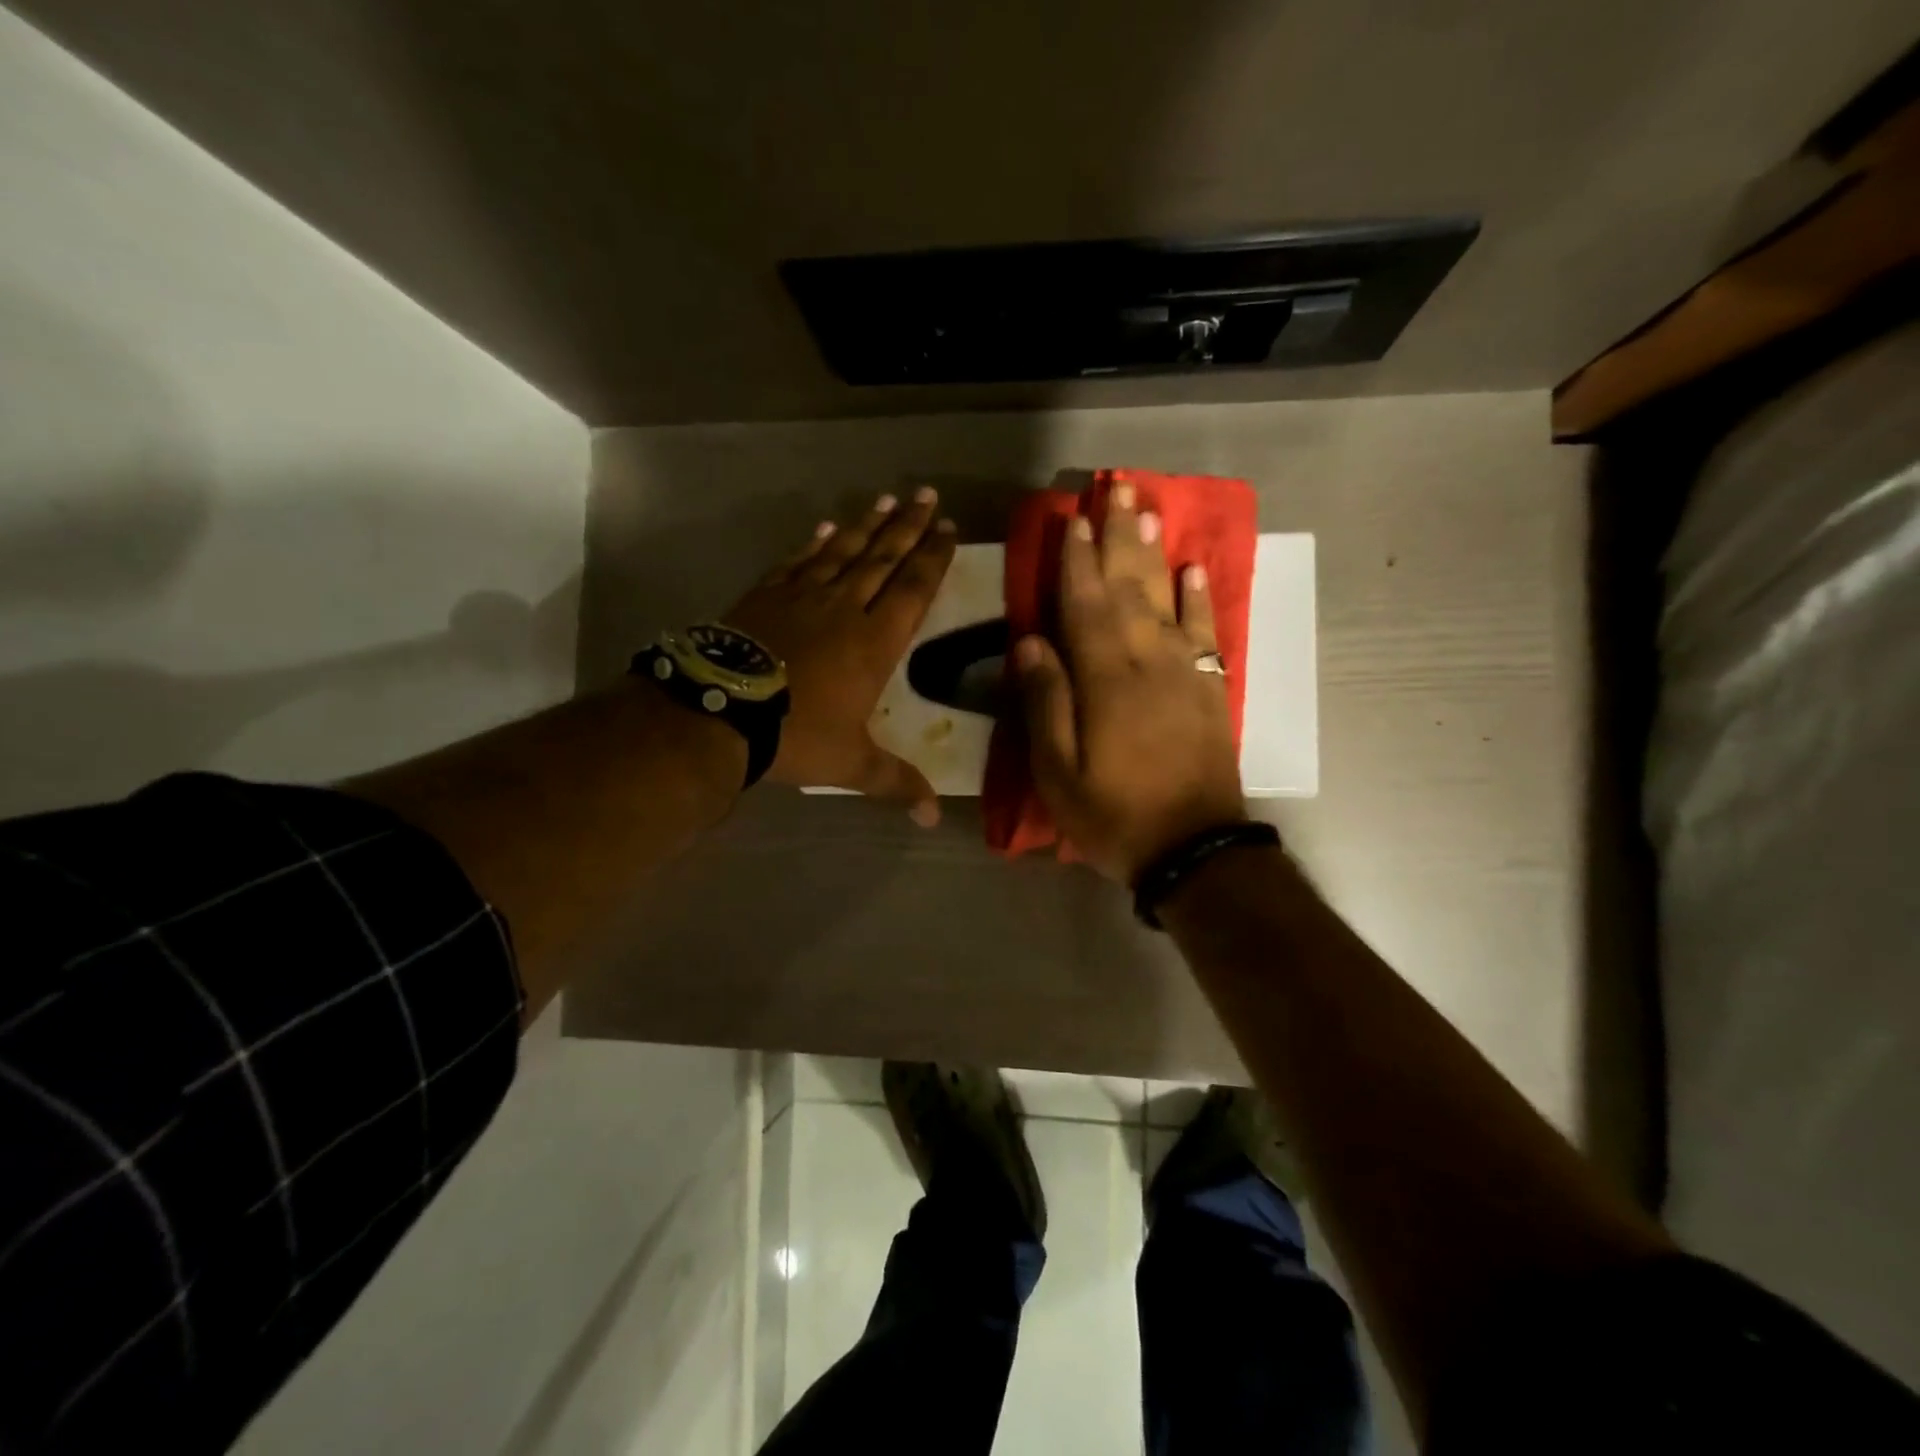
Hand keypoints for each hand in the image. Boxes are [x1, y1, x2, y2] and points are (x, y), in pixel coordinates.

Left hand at [724, 488, 956, 824]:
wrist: (722, 711)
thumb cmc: (797, 735)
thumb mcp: (853, 764)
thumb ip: (896, 782)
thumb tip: (934, 818)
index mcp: (875, 641)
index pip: (914, 588)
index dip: (933, 557)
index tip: (948, 529)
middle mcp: (845, 608)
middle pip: (884, 558)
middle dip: (908, 527)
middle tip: (927, 495)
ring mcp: (803, 596)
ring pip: (843, 551)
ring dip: (867, 525)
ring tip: (886, 499)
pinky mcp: (767, 595)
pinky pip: (798, 561)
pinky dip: (815, 543)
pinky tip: (826, 527)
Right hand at [1013, 482, 1247, 882]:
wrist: (1194, 850)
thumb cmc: (1113, 815)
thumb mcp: (1058, 772)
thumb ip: (1046, 703)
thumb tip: (1029, 643)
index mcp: (1105, 680)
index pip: (1086, 605)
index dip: (1077, 560)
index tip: (1073, 519)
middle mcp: (1148, 662)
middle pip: (1130, 587)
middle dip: (1119, 536)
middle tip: (1116, 488)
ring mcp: (1185, 672)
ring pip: (1166, 598)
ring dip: (1155, 552)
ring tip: (1148, 509)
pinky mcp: (1209, 689)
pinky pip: (1206, 632)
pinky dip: (1200, 598)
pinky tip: (1193, 569)